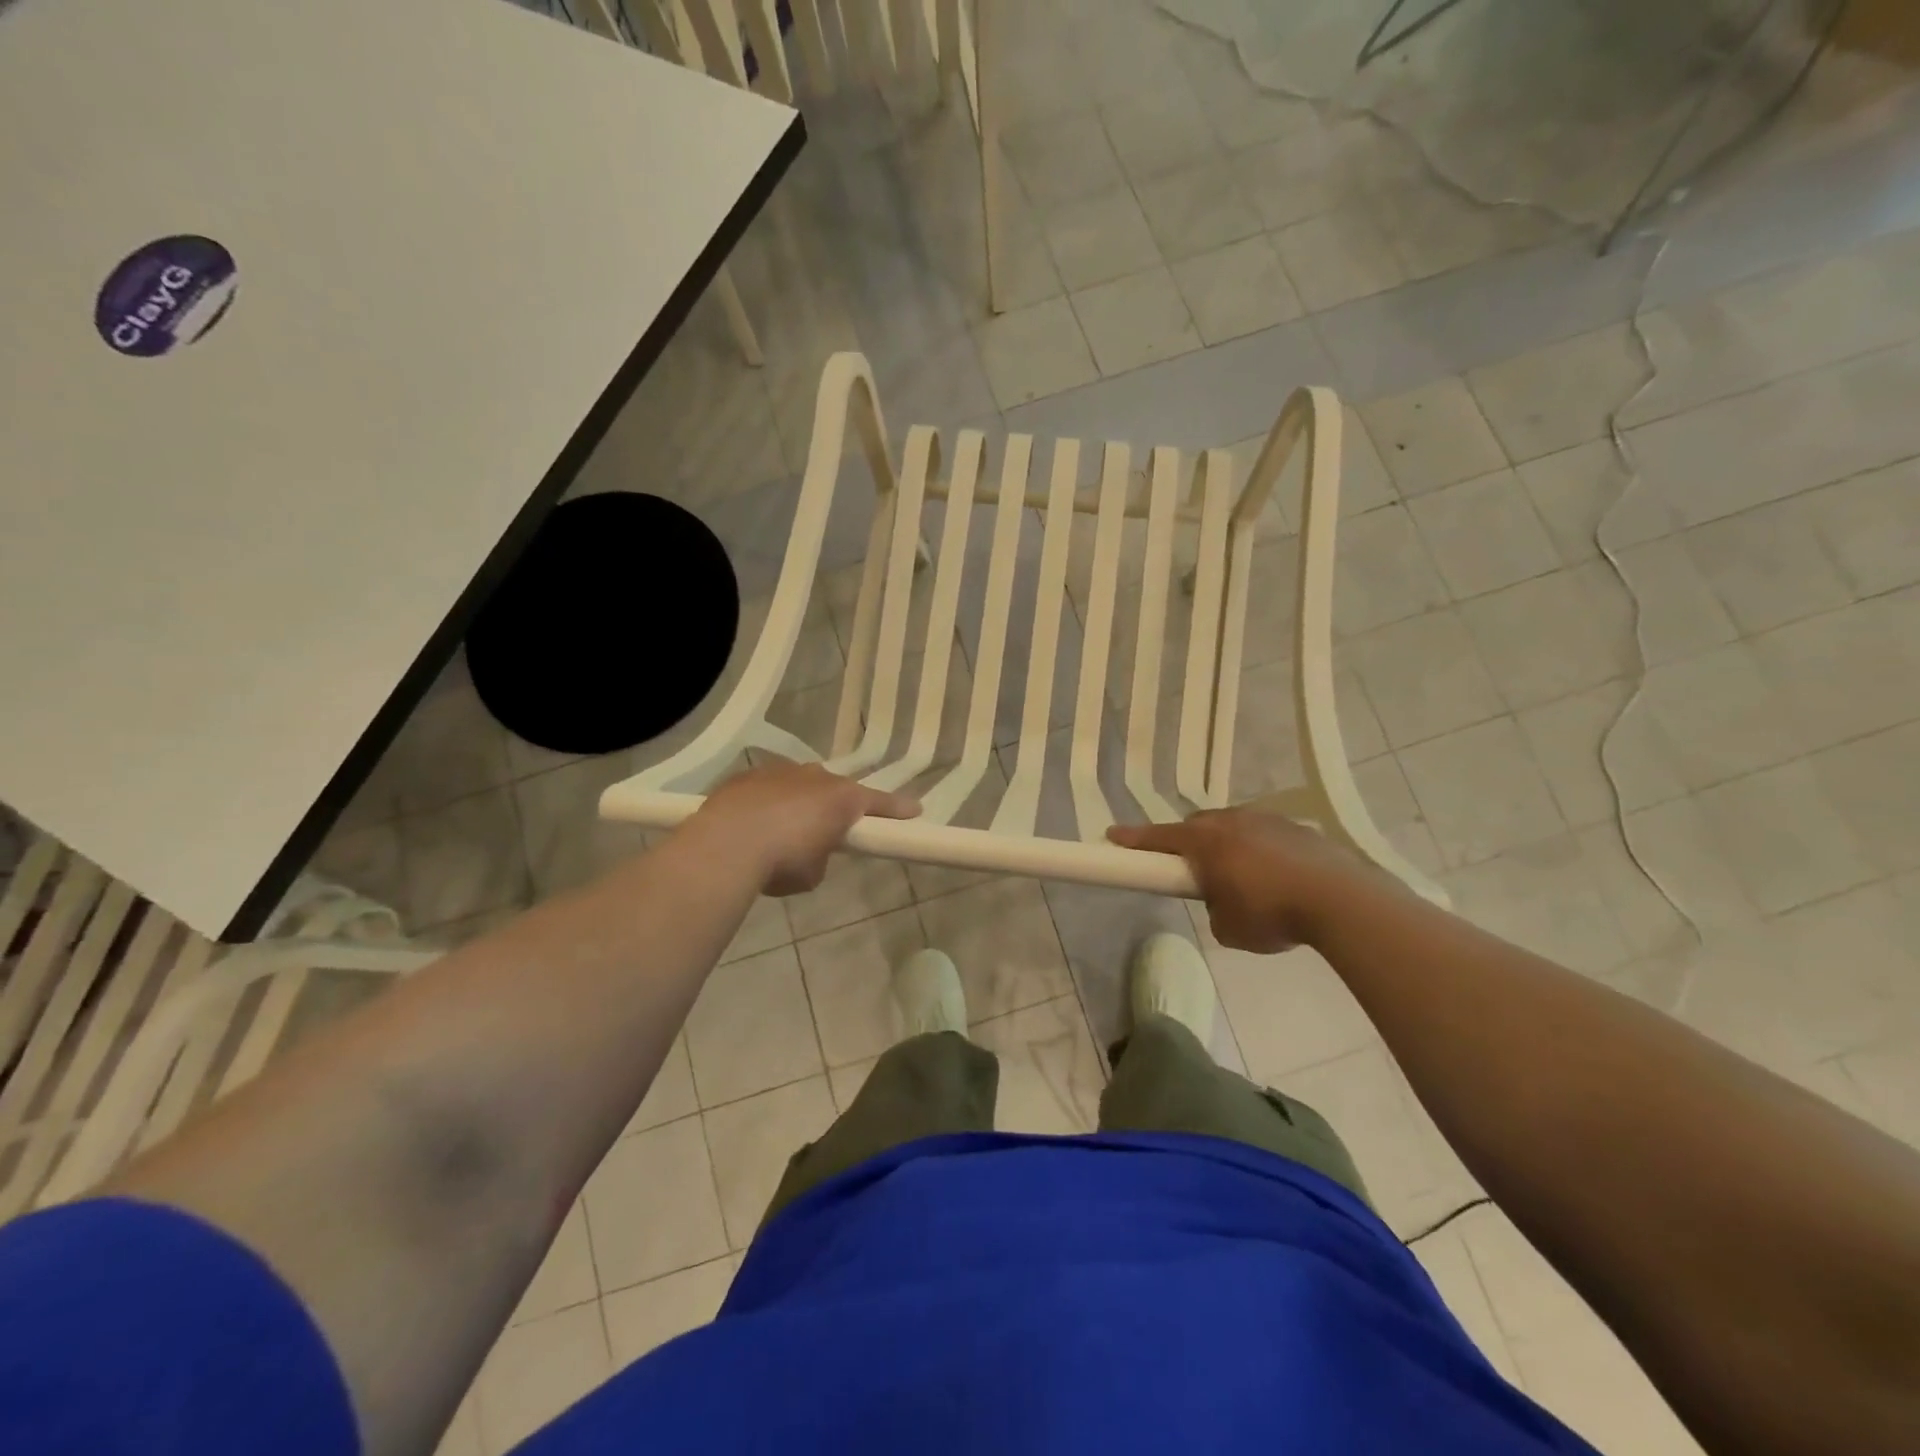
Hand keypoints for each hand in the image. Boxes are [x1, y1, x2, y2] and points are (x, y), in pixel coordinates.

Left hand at [690, 760, 919, 896]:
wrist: (726, 845)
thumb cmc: (782, 861)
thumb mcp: (813, 873)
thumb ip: (821, 856)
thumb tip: (809, 852)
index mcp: (842, 798)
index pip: (879, 803)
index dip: (897, 809)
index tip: (915, 810)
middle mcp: (815, 776)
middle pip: (834, 789)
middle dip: (834, 806)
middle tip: (827, 829)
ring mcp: (779, 771)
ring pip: (798, 784)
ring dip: (797, 802)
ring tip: (781, 830)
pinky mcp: (747, 776)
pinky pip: (766, 788)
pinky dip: (766, 803)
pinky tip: (752, 825)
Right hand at [1108, 809, 1388, 953]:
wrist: (1341, 900)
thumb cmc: (1272, 914)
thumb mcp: (1229, 928)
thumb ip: (1214, 910)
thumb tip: (1223, 901)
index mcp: (1207, 842)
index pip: (1160, 837)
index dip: (1134, 839)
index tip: (1112, 836)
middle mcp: (1233, 822)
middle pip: (1197, 826)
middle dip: (1187, 842)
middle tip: (1188, 867)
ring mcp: (1268, 821)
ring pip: (1233, 826)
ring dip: (1227, 845)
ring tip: (1238, 876)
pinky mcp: (1298, 829)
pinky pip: (1265, 835)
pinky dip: (1260, 851)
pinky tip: (1275, 877)